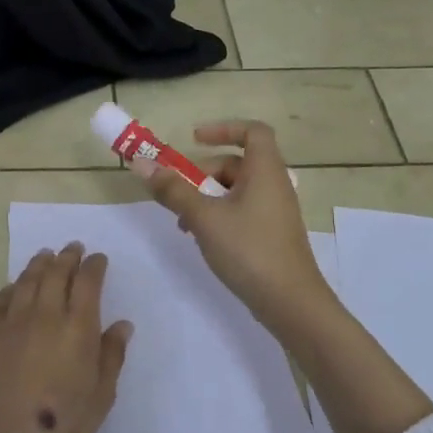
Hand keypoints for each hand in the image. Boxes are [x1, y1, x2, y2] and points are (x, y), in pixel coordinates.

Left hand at [0, 242, 133, 432]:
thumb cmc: (64, 427)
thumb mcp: (101, 396)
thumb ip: (111, 355)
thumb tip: (122, 324)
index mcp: (78, 328)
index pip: (87, 283)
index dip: (94, 266)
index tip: (98, 258)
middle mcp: (45, 316)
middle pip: (56, 274)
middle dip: (67, 257)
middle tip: (72, 247)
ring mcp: (12, 324)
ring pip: (26, 282)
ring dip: (38, 265)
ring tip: (45, 255)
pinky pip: (0, 302)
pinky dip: (11, 289)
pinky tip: (15, 287)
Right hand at [134, 120, 335, 338]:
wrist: (291, 303)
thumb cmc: (249, 250)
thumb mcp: (204, 217)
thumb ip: (173, 190)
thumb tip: (141, 163)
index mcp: (265, 171)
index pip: (252, 131)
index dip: (223, 129)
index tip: (194, 140)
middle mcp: (274, 185)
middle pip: (236, 163)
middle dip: (203, 174)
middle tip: (178, 194)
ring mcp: (275, 212)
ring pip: (236, 191)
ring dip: (206, 198)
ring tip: (184, 224)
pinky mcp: (272, 234)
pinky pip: (242, 211)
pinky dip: (219, 215)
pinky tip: (203, 239)